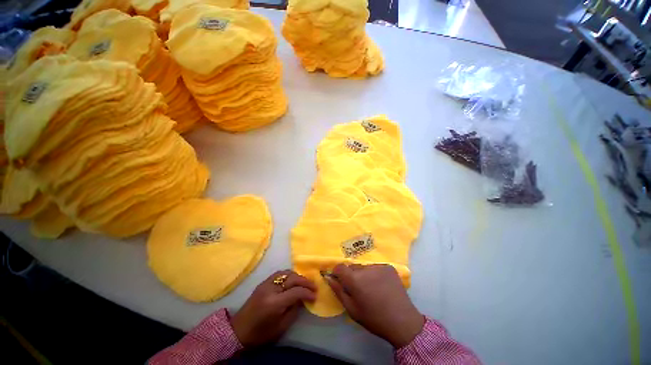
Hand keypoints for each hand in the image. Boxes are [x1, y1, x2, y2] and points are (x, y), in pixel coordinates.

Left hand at [231, 270, 315, 347]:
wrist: (238, 330)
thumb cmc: (260, 334)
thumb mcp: (280, 327)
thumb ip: (294, 310)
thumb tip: (303, 298)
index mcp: (274, 303)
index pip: (296, 292)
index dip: (307, 292)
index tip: (315, 295)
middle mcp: (270, 289)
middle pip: (292, 278)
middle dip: (305, 281)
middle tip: (314, 286)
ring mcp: (266, 283)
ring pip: (286, 273)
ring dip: (297, 276)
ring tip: (305, 282)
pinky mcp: (263, 282)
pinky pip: (279, 274)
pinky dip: (289, 275)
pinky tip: (293, 280)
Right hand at [326, 264, 424, 347]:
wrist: (403, 321)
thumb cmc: (374, 319)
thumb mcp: (352, 309)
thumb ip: (338, 291)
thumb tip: (329, 278)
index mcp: (355, 280)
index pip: (340, 267)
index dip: (338, 273)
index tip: (341, 281)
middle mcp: (365, 268)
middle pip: (352, 267)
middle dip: (351, 275)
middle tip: (358, 289)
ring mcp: (378, 266)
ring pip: (364, 267)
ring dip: (363, 274)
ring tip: (371, 288)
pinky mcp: (388, 267)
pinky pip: (375, 267)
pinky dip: (374, 274)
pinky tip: (381, 285)